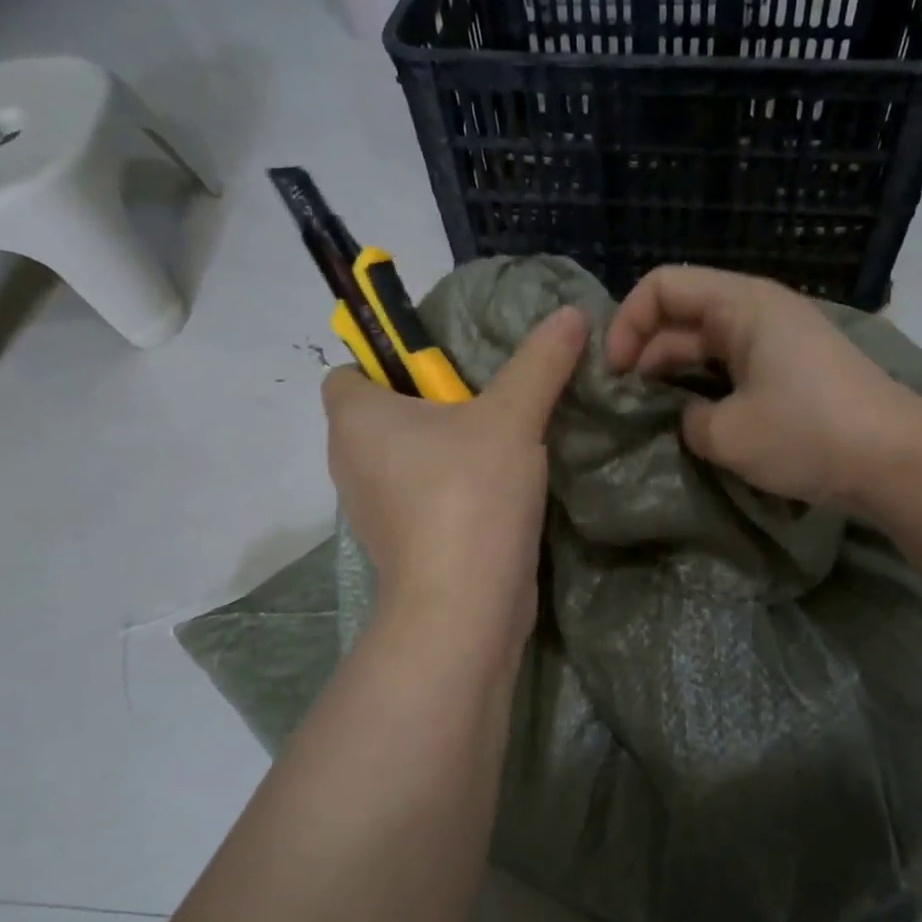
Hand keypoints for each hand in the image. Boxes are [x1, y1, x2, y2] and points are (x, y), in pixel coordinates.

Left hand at [322, 305, 587, 649]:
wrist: (464, 609)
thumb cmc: (469, 496)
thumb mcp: (512, 417)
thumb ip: (540, 362)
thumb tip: (571, 312)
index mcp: (355, 419)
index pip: (350, 371)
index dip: (389, 360)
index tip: (445, 367)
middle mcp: (351, 462)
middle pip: (384, 414)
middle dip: (432, 403)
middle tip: (488, 398)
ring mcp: (374, 509)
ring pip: (406, 459)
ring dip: (445, 449)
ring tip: (501, 440)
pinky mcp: (403, 544)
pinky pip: (421, 496)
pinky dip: (451, 488)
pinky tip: (499, 488)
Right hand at [607, 266, 917, 511]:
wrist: (898, 461)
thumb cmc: (808, 434)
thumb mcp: (728, 434)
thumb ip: (686, 420)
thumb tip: (688, 418)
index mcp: (740, 304)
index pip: (661, 286)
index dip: (626, 324)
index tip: (615, 376)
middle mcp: (758, 310)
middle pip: (682, 316)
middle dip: (646, 355)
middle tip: (625, 407)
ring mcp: (779, 340)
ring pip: (707, 345)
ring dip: (676, 377)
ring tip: (653, 420)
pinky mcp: (793, 370)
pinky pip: (734, 367)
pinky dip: (708, 389)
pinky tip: (697, 424)